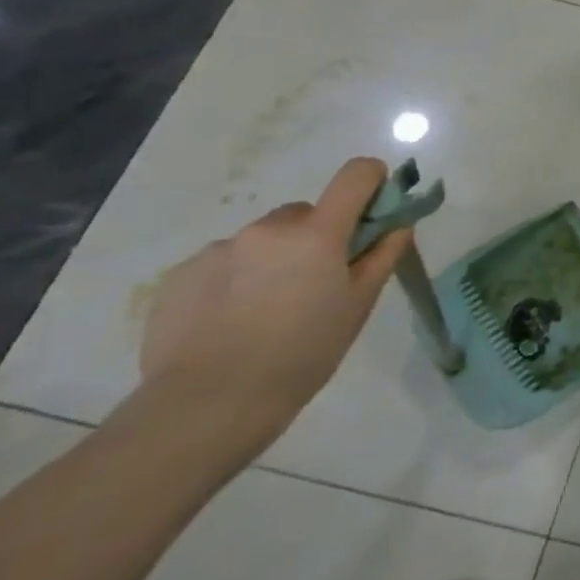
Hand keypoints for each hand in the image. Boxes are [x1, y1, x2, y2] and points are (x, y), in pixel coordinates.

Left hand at [136, 158, 411, 458]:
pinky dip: (236, 280)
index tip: (375, 212)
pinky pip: (224, 262)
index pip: (356, 175)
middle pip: (306, 213)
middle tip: (317, 283)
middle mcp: (267, 229)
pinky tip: (233, 321)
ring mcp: (218, 248)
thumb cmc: (304, 353)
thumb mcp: (359, 305)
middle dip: (318, 236)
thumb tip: (398, 223)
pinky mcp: (180, 273)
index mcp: (317, 233)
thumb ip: (382, 255)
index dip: (372, 183)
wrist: (209, 404)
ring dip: (275, 259)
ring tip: (268, 310)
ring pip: (263, 240)